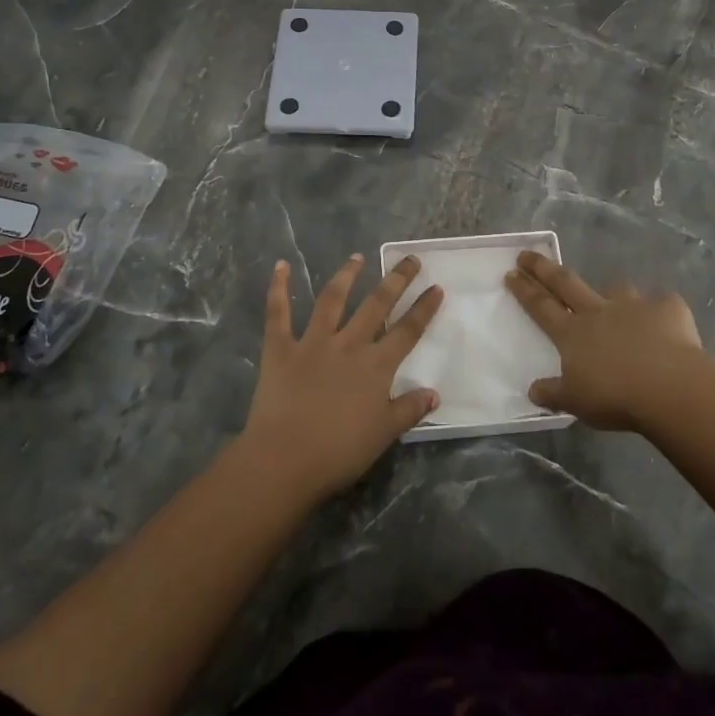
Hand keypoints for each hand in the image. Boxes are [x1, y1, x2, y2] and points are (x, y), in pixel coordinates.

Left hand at [240, 254, 442, 500]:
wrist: (285, 458)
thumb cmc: (339, 451)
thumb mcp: (384, 434)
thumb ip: (409, 409)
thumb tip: (434, 393)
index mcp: (376, 366)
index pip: (407, 331)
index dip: (424, 308)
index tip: (436, 287)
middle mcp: (349, 344)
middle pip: (376, 305)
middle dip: (396, 280)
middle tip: (410, 260)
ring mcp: (313, 342)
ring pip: (332, 299)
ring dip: (346, 275)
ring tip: (357, 257)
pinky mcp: (280, 348)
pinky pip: (278, 312)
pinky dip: (278, 288)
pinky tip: (280, 266)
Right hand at [505, 251, 708, 431]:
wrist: (668, 386)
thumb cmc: (615, 397)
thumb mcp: (575, 402)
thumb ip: (553, 393)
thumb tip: (532, 391)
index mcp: (572, 333)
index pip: (541, 306)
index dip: (525, 289)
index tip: (511, 272)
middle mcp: (599, 312)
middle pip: (566, 283)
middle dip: (544, 268)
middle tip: (528, 254)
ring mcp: (634, 306)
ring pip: (617, 289)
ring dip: (612, 292)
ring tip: (614, 297)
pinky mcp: (667, 309)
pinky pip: (662, 305)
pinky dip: (661, 312)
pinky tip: (666, 325)